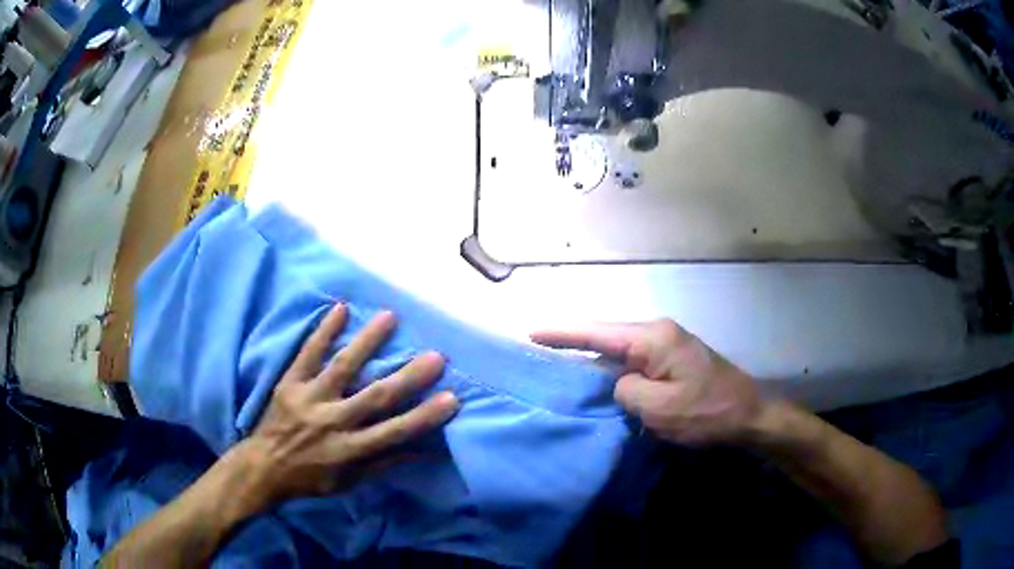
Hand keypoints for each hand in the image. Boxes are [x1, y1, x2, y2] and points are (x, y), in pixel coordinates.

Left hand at [235, 304, 458, 509]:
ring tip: (390, 317)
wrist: (262, 466)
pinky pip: (307, 354)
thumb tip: (420, 450)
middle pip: (374, 396)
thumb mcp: (348, 482)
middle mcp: (332, 421)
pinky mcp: (289, 383)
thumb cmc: (310, 478)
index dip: (423, 417)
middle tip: (435, 355)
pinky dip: (323, 331)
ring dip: (367, 341)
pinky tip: (340, 309)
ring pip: (342, 367)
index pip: (393, 432)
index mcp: (348, 450)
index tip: (451, 398)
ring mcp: (309, 398)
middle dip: (407, 376)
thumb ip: (382, 463)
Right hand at [532, 319, 760, 445]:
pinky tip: (598, 381)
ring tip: (560, 368)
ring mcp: (667, 345)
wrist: (749, 414)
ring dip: (593, 359)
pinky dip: (612, 370)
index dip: (562, 334)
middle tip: (539, 353)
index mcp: (653, 338)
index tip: (531, 333)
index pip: (597, 332)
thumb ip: (625, 391)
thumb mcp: (659, 409)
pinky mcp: (672, 360)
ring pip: (619, 350)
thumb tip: (617, 384)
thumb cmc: (706, 412)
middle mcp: (657, 333)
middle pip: (606, 336)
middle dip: (573, 344)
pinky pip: (633, 361)